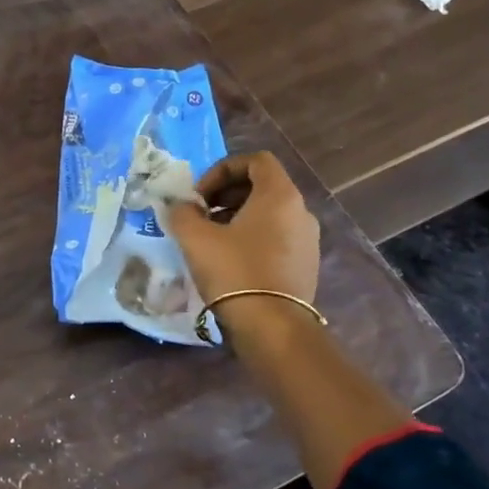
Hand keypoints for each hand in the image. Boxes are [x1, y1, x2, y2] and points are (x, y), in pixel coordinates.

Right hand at [159, 151, 320, 310]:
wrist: (273, 329)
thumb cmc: (235, 271)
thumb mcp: (195, 238)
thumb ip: (182, 213)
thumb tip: (181, 207)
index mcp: (280, 195)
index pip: (255, 160)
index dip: (222, 170)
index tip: (200, 195)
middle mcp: (301, 211)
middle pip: (262, 186)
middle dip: (227, 194)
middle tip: (201, 214)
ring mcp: (308, 240)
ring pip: (269, 214)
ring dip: (238, 217)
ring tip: (212, 240)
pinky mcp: (306, 266)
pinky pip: (277, 238)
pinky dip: (253, 238)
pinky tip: (231, 262)